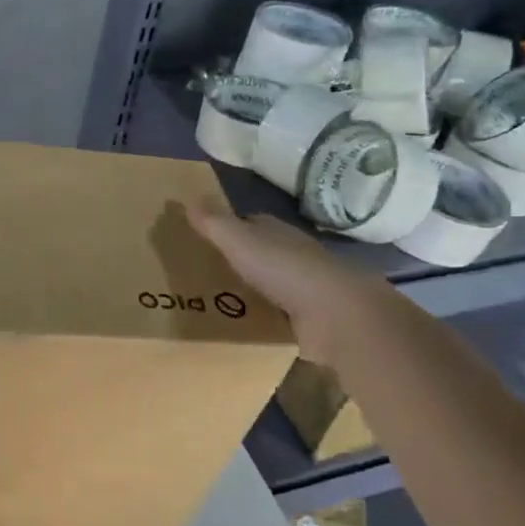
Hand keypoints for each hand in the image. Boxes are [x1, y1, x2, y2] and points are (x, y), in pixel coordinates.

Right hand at [190, 202, 390, 364]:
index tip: (203, 237)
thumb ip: (214, 223)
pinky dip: (262, 319)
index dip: (229, 228)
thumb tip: (187, 198)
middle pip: (260, 254)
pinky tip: (241, 326)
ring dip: (249, 291)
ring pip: (269, 285)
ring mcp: (303, 289)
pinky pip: (276, 316)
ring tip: (213, 302)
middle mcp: (292, 256)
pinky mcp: (308, 320)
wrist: (336, 316)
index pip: (251, 223)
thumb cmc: (285, 270)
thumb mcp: (240, 242)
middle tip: (201, 273)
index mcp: (278, 233)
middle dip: (237, 260)